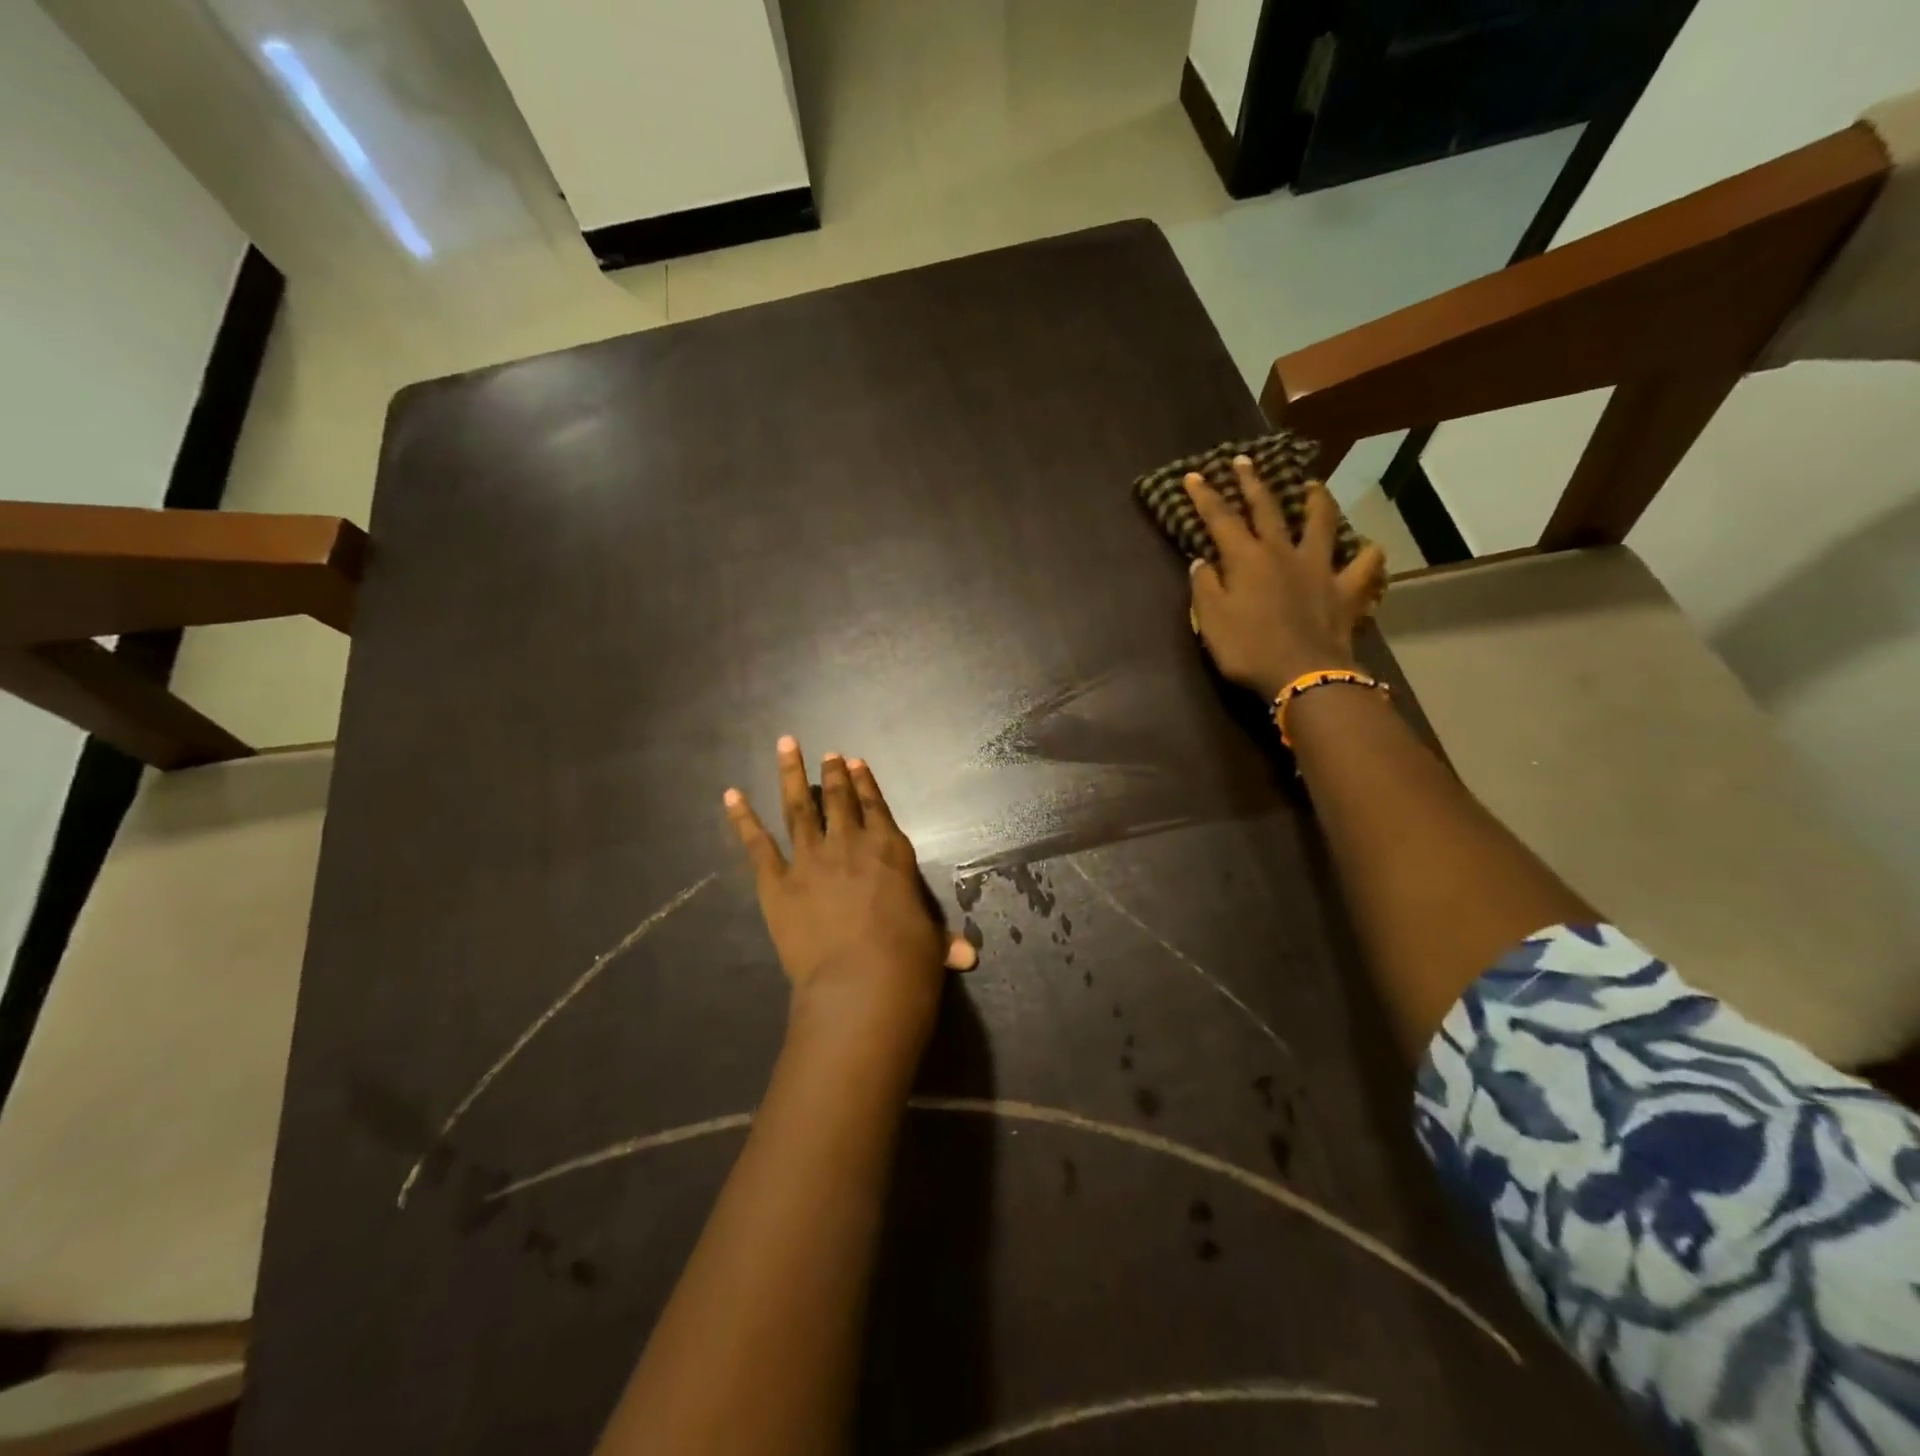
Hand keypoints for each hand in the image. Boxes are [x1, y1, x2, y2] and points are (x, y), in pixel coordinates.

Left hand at [724, 738, 975, 1060]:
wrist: (861, 983)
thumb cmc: (908, 961)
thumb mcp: (931, 945)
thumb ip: (943, 942)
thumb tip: (967, 956)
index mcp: (889, 850)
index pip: (876, 806)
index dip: (865, 783)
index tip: (854, 762)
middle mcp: (849, 844)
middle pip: (838, 799)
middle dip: (831, 774)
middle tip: (825, 753)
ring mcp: (810, 859)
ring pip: (798, 807)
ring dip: (791, 775)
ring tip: (786, 745)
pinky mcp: (776, 883)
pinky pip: (756, 844)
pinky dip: (742, 818)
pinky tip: (731, 795)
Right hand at [1185, 457, 1386, 701]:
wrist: (1302, 674)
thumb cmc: (1248, 649)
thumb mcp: (1211, 620)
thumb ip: (1204, 587)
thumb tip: (1202, 561)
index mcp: (1246, 559)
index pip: (1220, 519)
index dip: (1205, 497)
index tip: (1193, 477)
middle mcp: (1283, 552)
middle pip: (1267, 508)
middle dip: (1252, 483)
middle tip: (1245, 462)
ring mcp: (1319, 568)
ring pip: (1321, 523)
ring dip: (1316, 501)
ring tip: (1312, 487)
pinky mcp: (1346, 589)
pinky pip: (1364, 565)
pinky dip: (1366, 554)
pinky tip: (1365, 549)